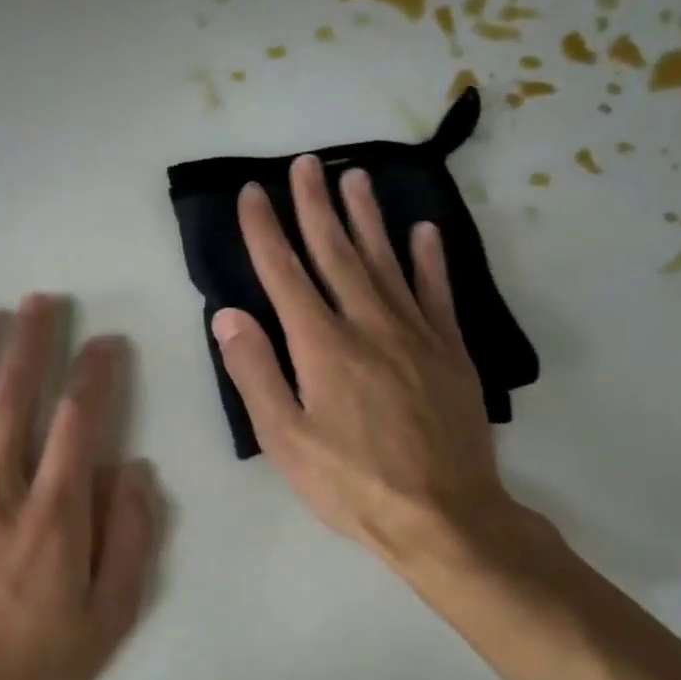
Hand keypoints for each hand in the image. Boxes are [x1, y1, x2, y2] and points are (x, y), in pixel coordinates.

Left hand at [0, 297, 160, 679]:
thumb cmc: (41, 666)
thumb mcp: (111, 615)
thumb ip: (130, 538)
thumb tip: (133, 471)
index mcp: (53, 514)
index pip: (80, 420)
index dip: (96, 373)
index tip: (106, 344)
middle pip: (12, 398)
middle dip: (30, 342)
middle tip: (40, 302)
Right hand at [212, 157, 524, 573]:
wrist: (445, 516)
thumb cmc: (351, 483)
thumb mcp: (285, 439)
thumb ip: (255, 373)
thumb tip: (229, 315)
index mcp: (322, 346)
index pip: (285, 274)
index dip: (266, 231)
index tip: (253, 193)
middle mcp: (369, 325)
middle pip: (337, 253)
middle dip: (315, 206)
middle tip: (305, 163)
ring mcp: (417, 334)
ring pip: (387, 261)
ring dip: (367, 217)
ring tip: (355, 176)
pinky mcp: (451, 352)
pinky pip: (438, 293)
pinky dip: (429, 259)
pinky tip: (423, 231)